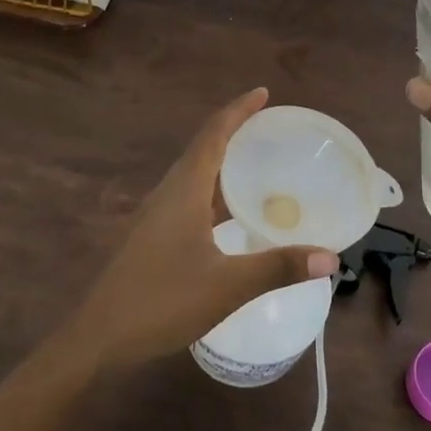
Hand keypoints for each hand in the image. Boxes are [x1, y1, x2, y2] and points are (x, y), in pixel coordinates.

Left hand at [67, 87, 335, 370]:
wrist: (99, 337)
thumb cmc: (161, 301)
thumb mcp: (228, 286)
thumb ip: (279, 267)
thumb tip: (331, 257)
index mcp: (184, 191)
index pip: (213, 135)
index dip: (238, 110)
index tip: (263, 93)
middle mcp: (168, 193)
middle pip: (203, 149)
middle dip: (234, 131)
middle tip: (270, 128)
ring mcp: (156, 215)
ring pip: (194, 175)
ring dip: (223, 162)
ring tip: (257, 163)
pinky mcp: (152, 236)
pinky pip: (189, 197)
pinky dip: (214, 192)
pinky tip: (231, 214)